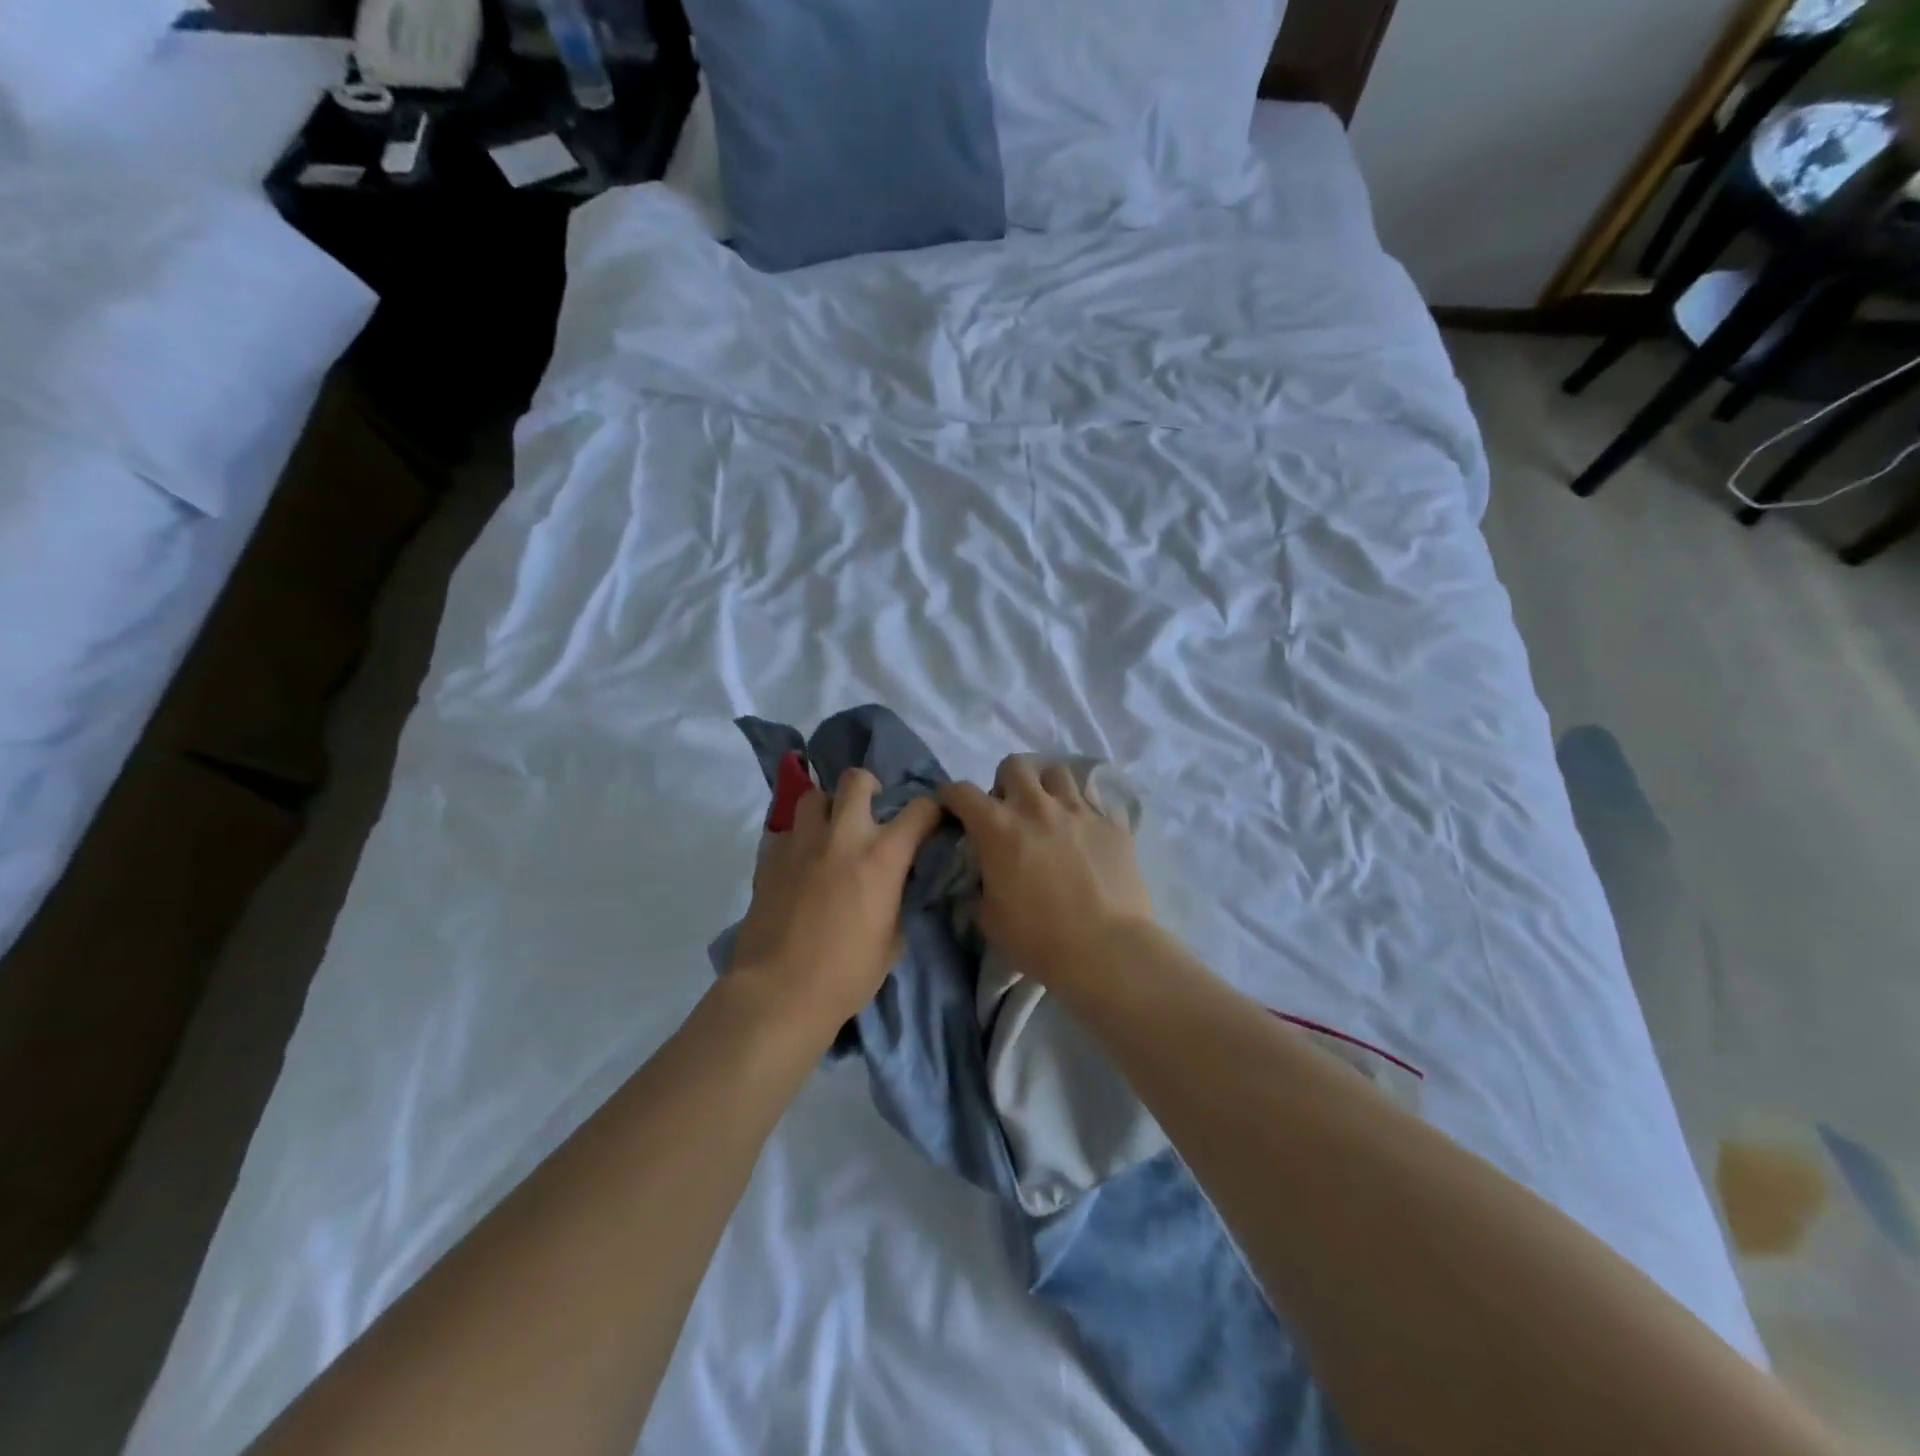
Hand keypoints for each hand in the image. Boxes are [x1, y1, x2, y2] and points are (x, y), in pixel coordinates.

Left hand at [728, 767, 941, 1037]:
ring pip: (814, 796)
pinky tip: (801, 865)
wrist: (779, 992)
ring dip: (828, 809)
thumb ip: (896, 900)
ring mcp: (801, 843)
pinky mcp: (769, 857)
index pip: (920, 809)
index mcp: (882, 856)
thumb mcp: (892, 940)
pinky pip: (787, 832)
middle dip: (869, 787)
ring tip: (830, 833)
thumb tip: (893, 887)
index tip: (931, 821)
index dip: (932, 810)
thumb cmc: (846, 974)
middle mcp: (843, 836)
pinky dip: (799, 840)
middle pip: (856, 780)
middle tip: (870, 811)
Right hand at [939, 756, 1153, 986]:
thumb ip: (980, 888)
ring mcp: (1078, 811)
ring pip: (1057, 772)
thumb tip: (982, 879)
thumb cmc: (1039, 939)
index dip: (951, 796)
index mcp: (998, 828)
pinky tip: (1083, 837)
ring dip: (1046, 788)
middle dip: (1005, 782)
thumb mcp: (989, 919)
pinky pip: (1092, 803)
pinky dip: (1080, 813)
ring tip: (1049, 814)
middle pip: (1014, 765)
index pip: (962, 792)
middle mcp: (1036, 807)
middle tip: (1009, 810)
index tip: (952, 808)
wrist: (1107, 950)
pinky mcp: (1111, 824)